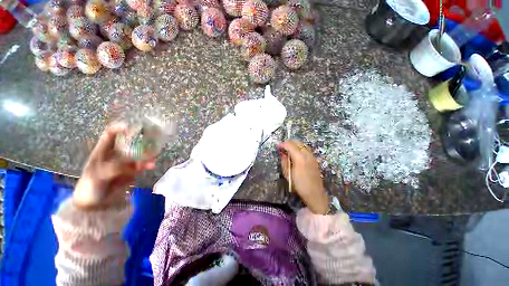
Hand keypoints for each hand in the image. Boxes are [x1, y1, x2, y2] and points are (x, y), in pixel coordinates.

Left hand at [73, 123, 155, 209]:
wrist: (95, 204)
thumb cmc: (90, 186)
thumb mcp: (99, 175)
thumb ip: (116, 168)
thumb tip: (135, 164)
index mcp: (102, 150)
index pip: (110, 134)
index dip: (119, 128)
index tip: (131, 127)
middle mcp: (115, 153)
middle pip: (129, 142)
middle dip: (140, 139)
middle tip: (152, 139)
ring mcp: (124, 162)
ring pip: (138, 153)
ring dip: (147, 153)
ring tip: (154, 155)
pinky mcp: (132, 170)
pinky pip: (142, 164)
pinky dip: (148, 163)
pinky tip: (152, 165)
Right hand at [278, 140, 328, 214]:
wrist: (314, 193)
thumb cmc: (299, 185)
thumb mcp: (288, 174)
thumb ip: (284, 162)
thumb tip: (283, 153)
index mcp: (299, 157)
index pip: (290, 145)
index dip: (283, 144)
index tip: (278, 146)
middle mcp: (306, 154)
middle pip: (297, 142)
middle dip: (289, 142)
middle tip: (283, 146)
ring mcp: (312, 156)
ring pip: (303, 144)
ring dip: (295, 144)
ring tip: (289, 149)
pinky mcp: (314, 159)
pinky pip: (306, 149)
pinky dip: (300, 147)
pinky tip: (296, 153)